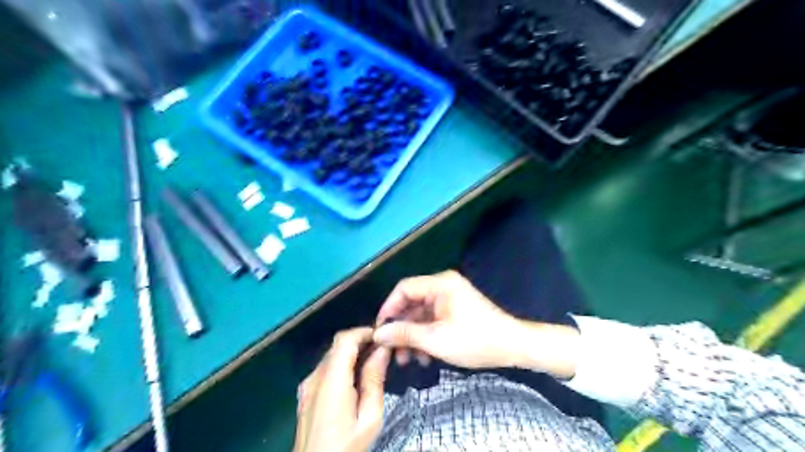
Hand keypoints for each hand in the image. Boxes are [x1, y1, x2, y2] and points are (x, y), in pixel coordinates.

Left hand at [297, 327, 394, 450]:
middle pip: (338, 345)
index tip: (384, 336)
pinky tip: (356, 378)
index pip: (345, 339)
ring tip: (374, 362)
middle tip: (384, 349)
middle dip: (362, 341)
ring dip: (352, 352)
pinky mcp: (305, 394)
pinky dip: (342, 364)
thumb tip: (382, 350)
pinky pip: (326, 368)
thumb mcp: (369, 418)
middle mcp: (315, 377)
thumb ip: (374, 380)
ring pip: (332, 355)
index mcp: (331, 382)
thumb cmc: (346, 448)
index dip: (365, 332)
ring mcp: (307, 385)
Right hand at [371, 272, 522, 370]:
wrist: (513, 347)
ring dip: (412, 336)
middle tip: (392, 352)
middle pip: (411, 303)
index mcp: (440, 284)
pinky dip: (425, 336)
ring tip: (407, 360)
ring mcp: (450, 298)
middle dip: (401, 328)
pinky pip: (432, 319)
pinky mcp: (455, 310)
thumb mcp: (436, 339)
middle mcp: (443, 286)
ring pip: (421, 314)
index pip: (404, 289)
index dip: (388, 308)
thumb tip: (378, 333)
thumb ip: (404, 333)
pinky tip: (424, 357)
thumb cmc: (475, 340)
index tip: (379, 331)